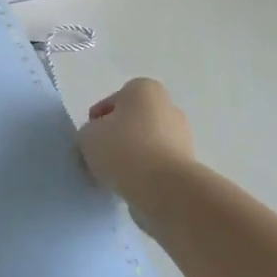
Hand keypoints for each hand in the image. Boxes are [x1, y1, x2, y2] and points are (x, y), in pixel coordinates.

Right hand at [78, 78, 195, 198]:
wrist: (164, 187)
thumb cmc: (123, 148)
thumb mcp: (87, 135)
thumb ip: (90, 132)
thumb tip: (99, 139)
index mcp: (144, 89)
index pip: (113, 101)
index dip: (98, 120)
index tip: (90, 139)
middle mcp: (168, 106)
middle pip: (133, 121)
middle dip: (118, 136)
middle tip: (101, 156)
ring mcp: (182, 135)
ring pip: (147, 143)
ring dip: (132, 156)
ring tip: (115, 175)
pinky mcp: (188, 164)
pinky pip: (158, 164)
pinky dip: (146, 173)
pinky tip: (132, 185)